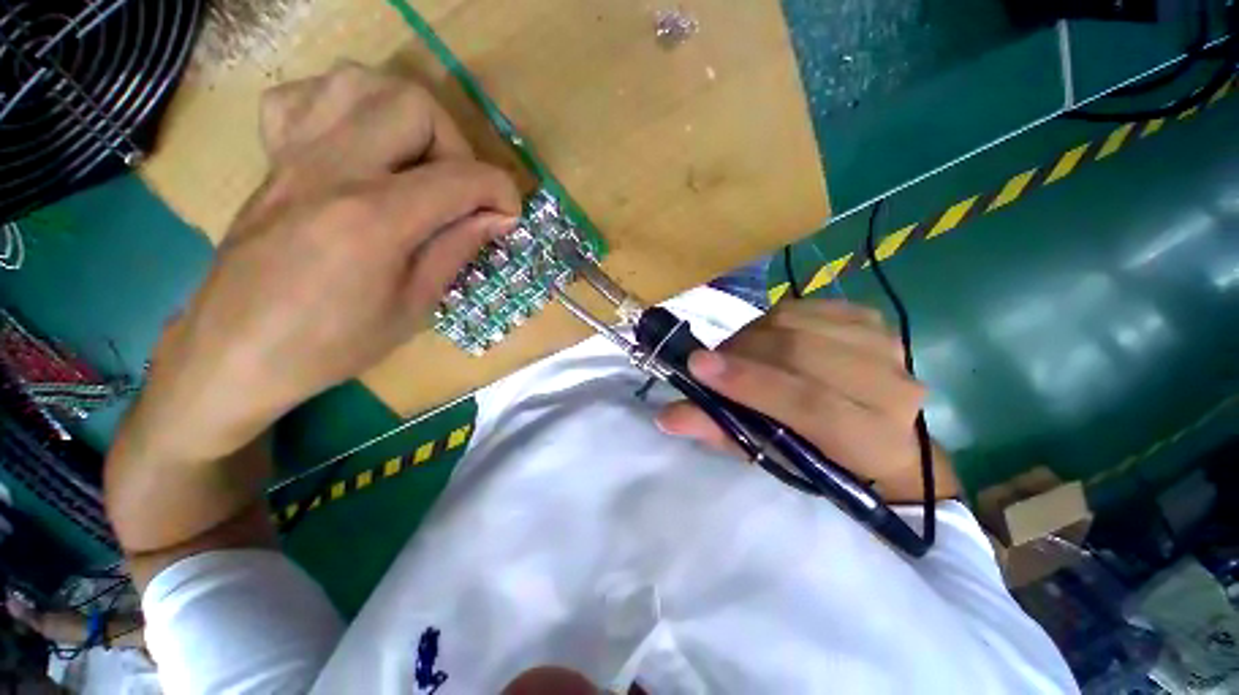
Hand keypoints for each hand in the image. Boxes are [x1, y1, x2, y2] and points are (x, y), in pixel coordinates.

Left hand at [133, 64, 521, 461]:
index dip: (501, 191)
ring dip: (407, 115)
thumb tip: (497, 218)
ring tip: (419, 163)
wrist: (236, 352)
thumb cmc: (333, 343)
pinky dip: (347, 108)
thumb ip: (458, 249)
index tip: (509, 216)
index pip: (461, 177)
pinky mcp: (273, 159)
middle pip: (414, 105)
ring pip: (361, 82)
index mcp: (374, 219)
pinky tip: (362, 147)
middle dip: (457, 146)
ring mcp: (294, 156)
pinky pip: (307, 96)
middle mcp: (332, 170)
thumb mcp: (415, 307)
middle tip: (460, 192)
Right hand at [656, 300, 957, 502]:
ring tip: (735, 354)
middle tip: (709, 362)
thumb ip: (720, 431)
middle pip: (802, 352)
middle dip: (742, 352)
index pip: (808, 404)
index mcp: (872, 439)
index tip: (698, 366)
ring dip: (752, 335)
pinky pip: (805, 306)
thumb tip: (667, 416)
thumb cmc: (820, 459)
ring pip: (799, 323)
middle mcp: (891, 387)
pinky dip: (772, 321)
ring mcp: (886, 345)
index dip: (750, 383)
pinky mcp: (871, 320)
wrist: (880, 439)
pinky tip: (764, 339)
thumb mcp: (768, 455)